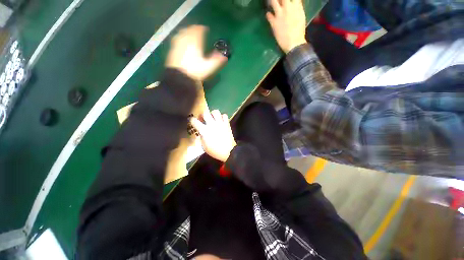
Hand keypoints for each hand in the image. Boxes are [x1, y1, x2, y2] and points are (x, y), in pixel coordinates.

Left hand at [166, 25, 227, 80]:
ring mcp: (177, 44)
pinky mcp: (172, 50)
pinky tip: (181, 41)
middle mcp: (185, 41)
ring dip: (187, 32)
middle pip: (189, 30)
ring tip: (189, 33)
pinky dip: (180, 38)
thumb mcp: (208, 68)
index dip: (202, 29)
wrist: (179, 78)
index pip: (199, 31)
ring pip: (182, 33)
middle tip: (198, 30)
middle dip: (194, 29)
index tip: (205, 29)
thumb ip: (216, 61)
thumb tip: (225, 57)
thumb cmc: (195, 72)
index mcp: (195, 43)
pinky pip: (176, 39)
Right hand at [190, 110, 236, 161]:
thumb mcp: (204, 146)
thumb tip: (201, 133)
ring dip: (212, 114)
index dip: (191, 120)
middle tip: (203, 119)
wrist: (228, 151)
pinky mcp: (227, 124)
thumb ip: (201, 138)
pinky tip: (221, 121)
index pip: (194, 121)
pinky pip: (224, 115)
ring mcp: (220, 123)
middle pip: (205, 112)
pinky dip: (222, 117)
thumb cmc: (215, 151)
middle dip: (202, 115)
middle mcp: (211, 124)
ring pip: (215, 111)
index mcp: (204, 130)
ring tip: (212, 118)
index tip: (191, 121)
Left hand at [266, 0, 306, 52]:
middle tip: (277, 1)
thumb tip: (293, 5)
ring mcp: (280, 14)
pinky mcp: (273, 23)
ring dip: (271, 1)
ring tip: (270, 3)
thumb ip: (297, 8)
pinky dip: (268, 14)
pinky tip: (268, 15)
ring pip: (273, 2)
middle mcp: (288, 7)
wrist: (293, 43)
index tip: (286, 0)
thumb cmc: (299, 32)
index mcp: (297, 6)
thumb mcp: (301, 17)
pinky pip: (268, 15)